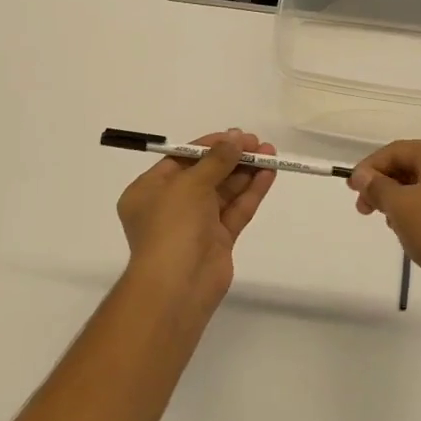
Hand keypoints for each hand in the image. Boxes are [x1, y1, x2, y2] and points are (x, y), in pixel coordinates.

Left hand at [116, 131, 276, 305]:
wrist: (178, 286)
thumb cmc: (172, 226)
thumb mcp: (190, 184)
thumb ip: (216, 160)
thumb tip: (234, 138)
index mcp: (149, 191)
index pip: (181, 160)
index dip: (208, 145)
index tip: (235, 135)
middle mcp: (170, 206)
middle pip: (205, 174)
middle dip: (231, 158)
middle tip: (258, 143)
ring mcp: (195, 225)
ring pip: (224, 192)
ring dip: (245, 172)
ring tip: (270, 153)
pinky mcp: (218, 241)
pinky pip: (235, 211)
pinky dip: (251, 192)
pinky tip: (269, 174)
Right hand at [349, 140, 420, 307]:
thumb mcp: (400, 206)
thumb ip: (377, 187)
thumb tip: (363, 176)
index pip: (396, 151)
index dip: (369, 168)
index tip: (351, 190)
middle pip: (410, 167)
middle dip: (383, 186)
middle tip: (363, 209)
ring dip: (399, 201)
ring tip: (388, 223)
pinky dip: (418, 214)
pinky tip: (409, 233)